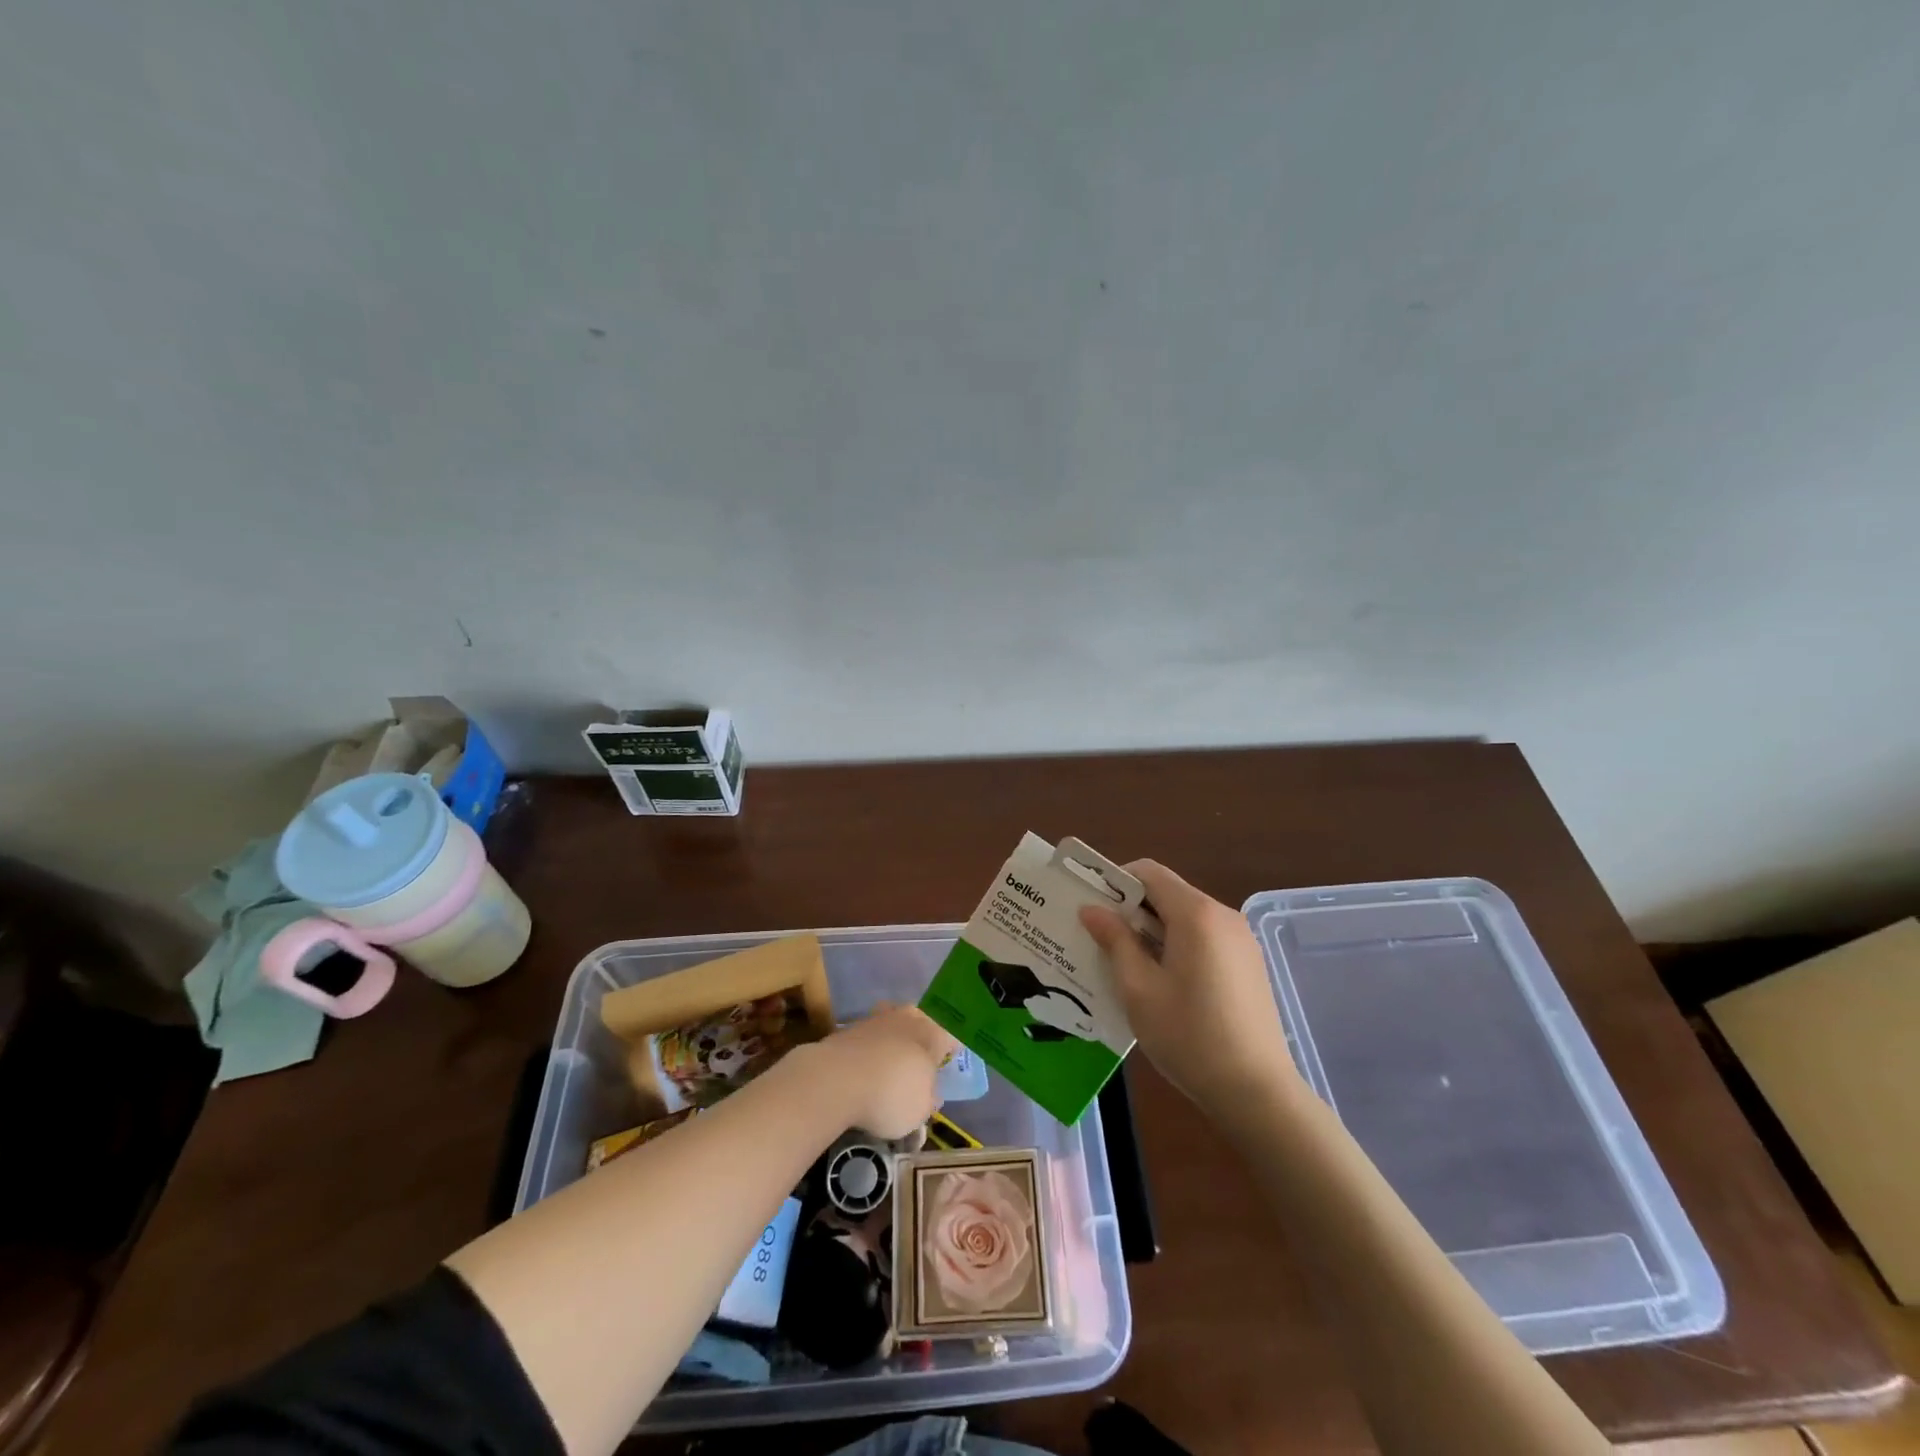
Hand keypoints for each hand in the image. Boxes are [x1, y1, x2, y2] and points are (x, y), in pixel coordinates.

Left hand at [812, 1004, 955, 1138]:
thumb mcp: (920, 1111)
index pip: (951, 1035)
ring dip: (894, 1040)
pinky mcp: (849, 1029)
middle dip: (922, 1039)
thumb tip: (929, 1094)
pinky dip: (870, 1050)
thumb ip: (928, 1099)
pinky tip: (865, 1070)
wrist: (834, 1080)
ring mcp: (876, 1020)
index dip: (952, 1049)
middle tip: (921, 1061)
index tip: (949, 1061)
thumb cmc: (890, 1095)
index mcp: (932, 1034)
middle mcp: (907, 1018)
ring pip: (893, 1024)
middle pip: (921, 1022)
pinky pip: (869, 1037)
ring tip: (891, 1065)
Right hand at [1081, 861, 1295, 1116]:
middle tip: (1100, 940)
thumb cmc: (1189, 1036)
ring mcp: (1241, 940)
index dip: (1116, 882)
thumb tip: (1092, 909)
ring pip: (1186, 918)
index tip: (1093, 908)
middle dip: (1132, 910)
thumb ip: (1115, 941)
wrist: (1257, 1092)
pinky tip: (1163, 984)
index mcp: (1196, 914)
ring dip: (1153, 931)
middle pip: (1168, 894)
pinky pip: (1205, 939)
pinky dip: (1178, 946)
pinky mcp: (1249, 964)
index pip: (1149, 872)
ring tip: (1127, 967)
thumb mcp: (1139, 989)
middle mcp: (1223, 916)